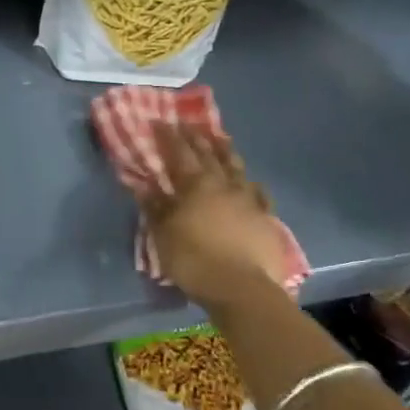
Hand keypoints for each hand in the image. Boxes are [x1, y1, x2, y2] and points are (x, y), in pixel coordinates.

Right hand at [137, 122, 285, 306]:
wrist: (243, 289)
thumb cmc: (195, 260)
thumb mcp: (164, 235)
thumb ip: (155, 207)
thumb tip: (143, 184)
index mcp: (196, 185)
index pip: (179, 152)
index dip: (169, 136)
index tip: (160, 121)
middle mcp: (224, 184)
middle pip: (209, 154)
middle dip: (197, 137)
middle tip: (189, 123)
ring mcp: (249, 199)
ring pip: (236, 167)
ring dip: (226, 151)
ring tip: (220, 139)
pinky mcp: (266, 218)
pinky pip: (258, 193)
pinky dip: (251, 184)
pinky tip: (251, 182)